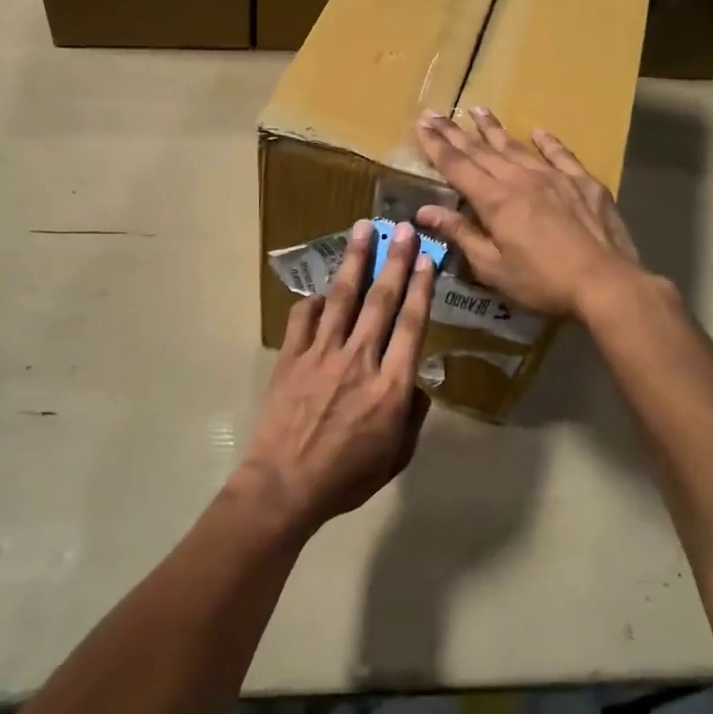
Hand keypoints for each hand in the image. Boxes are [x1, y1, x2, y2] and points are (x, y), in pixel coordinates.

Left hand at [240, 219, 435, 532]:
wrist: (285, 484)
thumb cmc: (346, 477)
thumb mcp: (396, 456)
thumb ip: (412, 415)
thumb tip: (415, 382)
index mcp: (390, 386)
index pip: (412, 325)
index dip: (422, 288)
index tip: (427, 259)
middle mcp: (359, 359)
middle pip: (381, 300)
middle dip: (395, 260)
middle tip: (403, 228)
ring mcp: (321, 354)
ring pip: (342, 297)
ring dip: (355, 260)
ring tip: (363, 229)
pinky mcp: (291, 356)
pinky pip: (304, 317)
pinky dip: (314, 300)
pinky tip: (323, 291)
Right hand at [415, 106, 648, 320]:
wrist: (605, 282)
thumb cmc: (542, 282)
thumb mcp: (492, 267)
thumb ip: (461, 234)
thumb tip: (425, 211)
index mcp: (495, 201)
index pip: (457, 166)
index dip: (436, 146)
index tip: (421, 125)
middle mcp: (521, 179)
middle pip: (482, 150)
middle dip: (455, 132)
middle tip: (435, 112)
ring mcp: (555, 177)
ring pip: (517, 146)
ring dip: (494, 128)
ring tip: (477, 109)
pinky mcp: (584, 183)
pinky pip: (561, 155)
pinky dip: (547, 142)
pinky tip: (538, 131)